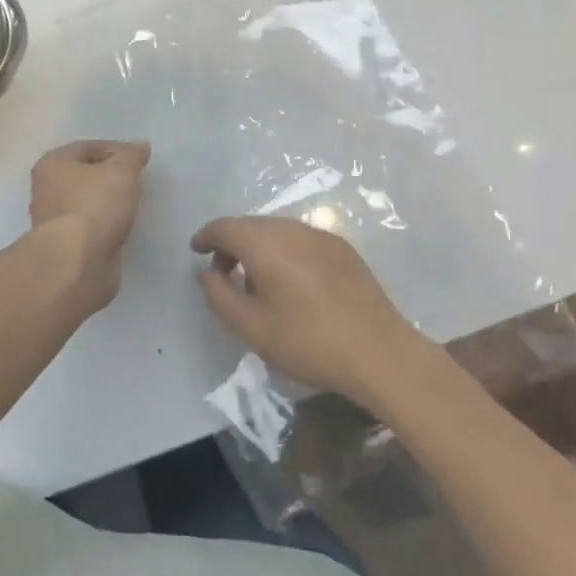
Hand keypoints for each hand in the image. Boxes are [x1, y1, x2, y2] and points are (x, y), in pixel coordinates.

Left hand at [30, 140, 150, 312]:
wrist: (76, 265)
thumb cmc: (94, 206)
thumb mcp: (121, 170)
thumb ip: (132, 155)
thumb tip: (140, 146)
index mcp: (53, 164)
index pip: (87, 147)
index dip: (115, 149)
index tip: (139, 160)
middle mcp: (47, 190)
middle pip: (85, 175)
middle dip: (111, 177)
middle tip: (137, 182)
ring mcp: (55, 222)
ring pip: (88, 203)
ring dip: (108, 204)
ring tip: (133, 206)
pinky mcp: (66, 249)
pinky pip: (91, 229)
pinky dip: (106, 227)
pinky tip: (122, 229)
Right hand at [191, 215, 435, 408]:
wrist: (379, 351)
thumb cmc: (308, 341)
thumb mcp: (252, 328)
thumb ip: (220, 296)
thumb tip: (206, 273)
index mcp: (263, 242)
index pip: (224, 227)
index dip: (206, 237)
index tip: (196, 250)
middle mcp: (289, 228)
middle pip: (250, 225)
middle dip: (231, 244)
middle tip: (223, 274)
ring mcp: (319, 234)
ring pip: (276, 231)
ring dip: (259, 247)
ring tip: (257, 281)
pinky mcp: (341, 247)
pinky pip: (300, 240)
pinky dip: (284, 251)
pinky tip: (292, 283)